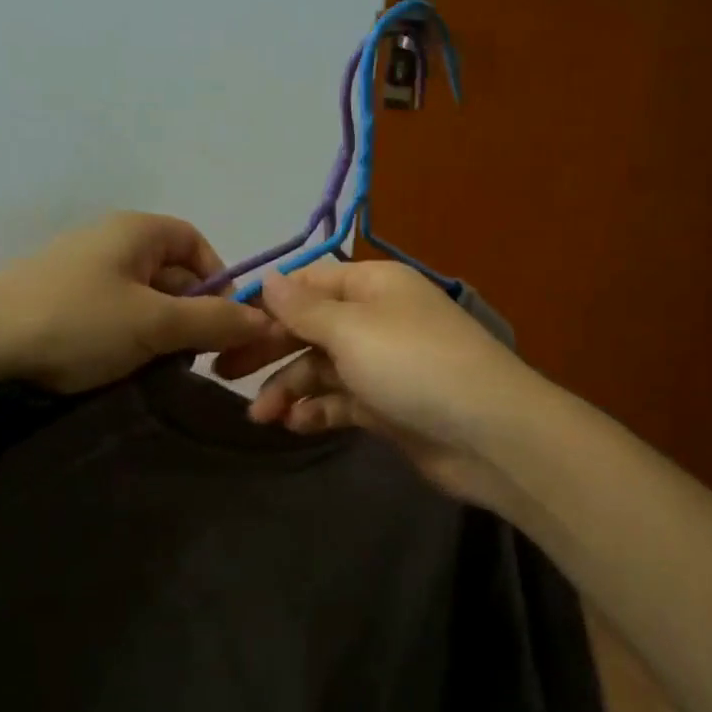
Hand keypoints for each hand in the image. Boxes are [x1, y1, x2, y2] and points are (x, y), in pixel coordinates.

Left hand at [0, 213, 275, 393]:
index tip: (223, 324)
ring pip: (146, 297)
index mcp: (139, 230)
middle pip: (173, 273)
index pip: (197, 244)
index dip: (219, 281)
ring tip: (155, 363)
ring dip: (160, 330)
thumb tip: (266, 321)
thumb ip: (213, 321)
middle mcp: (114, 240)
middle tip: (191, 355)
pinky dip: (129, 335)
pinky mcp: (66, 295)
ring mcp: (86, 267)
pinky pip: (116, 310)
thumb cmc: (79, 320)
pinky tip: (122, 362)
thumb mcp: (154, 323)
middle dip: (189, 314)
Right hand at [213, 262, 540, 509]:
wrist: (489, 434)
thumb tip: (267, 278)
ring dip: (289, 387)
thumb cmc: (413, 364)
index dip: (267, 303)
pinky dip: (316, 410)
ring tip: (260, 415)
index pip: (308, 284)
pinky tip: (293, 425)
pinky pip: (340, 402)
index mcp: (372, 286)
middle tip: (222, 373)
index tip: (224, 325)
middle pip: (309, 328)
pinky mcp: (386, 407)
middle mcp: (375, 319)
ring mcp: (382, 365)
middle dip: (268, 349)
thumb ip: (303, 308)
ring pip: (321, 369)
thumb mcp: (351, 328)